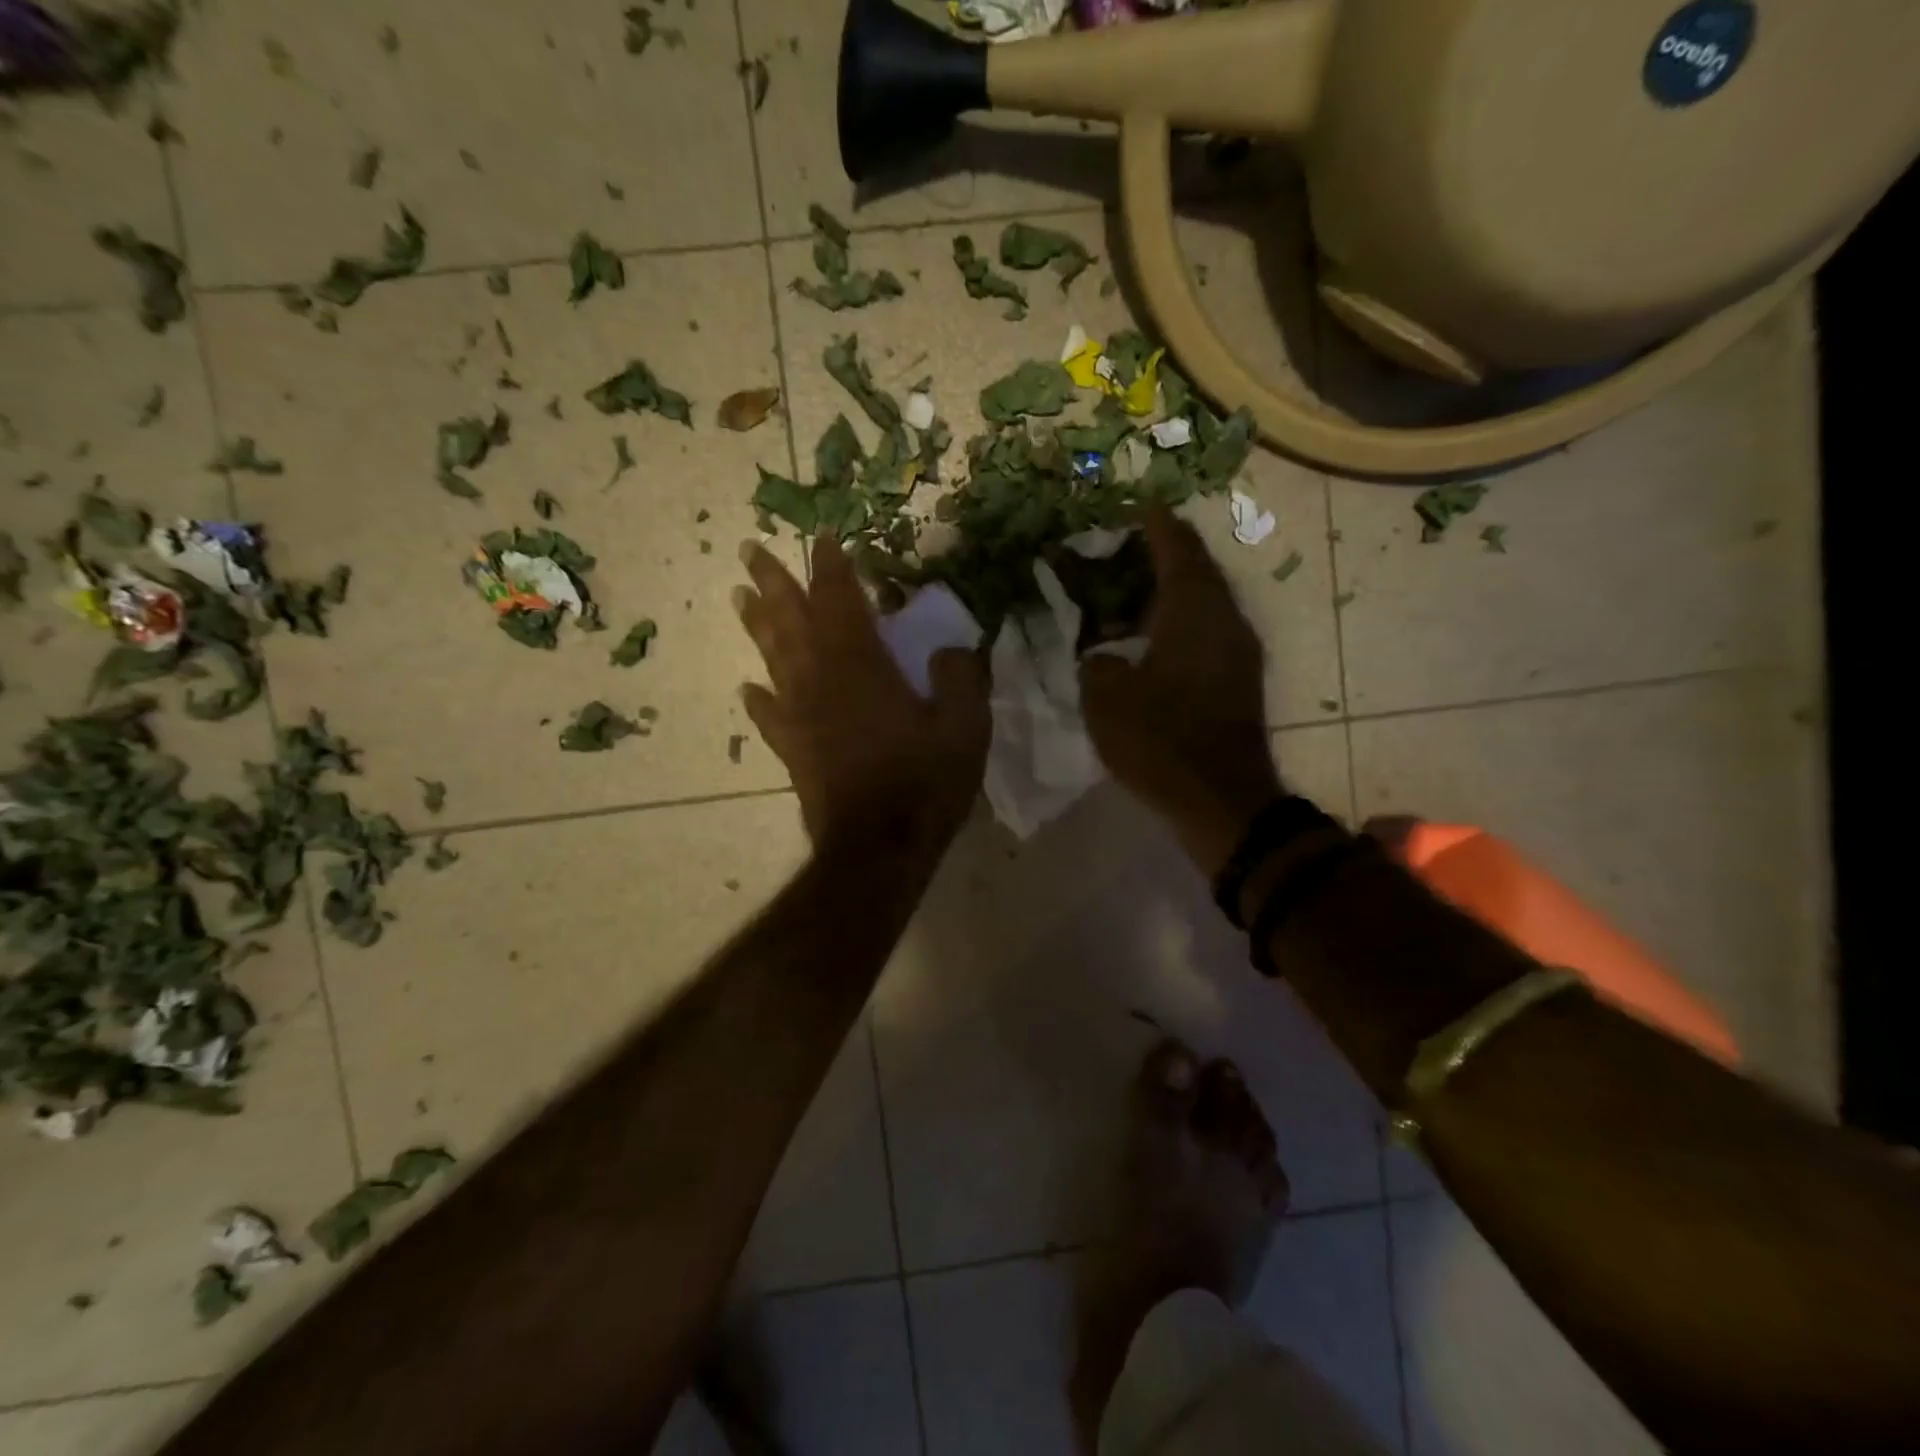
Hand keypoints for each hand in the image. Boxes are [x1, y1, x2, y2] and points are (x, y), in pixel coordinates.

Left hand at [736, 535, 989, 853]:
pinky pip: (769, 715)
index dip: (831, 566)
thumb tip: (948, 649)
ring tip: (738, 596)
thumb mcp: (965, 726)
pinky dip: (758, 699)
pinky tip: (748, 687)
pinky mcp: (793, 751)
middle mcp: (821, 680)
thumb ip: (960, 677)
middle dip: (773, 582)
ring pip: (773, 658)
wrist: (878, 849)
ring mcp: (801, 716)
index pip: (841, 600)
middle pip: (791, 620)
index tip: (821, 537)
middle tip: (749, 550)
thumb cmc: (923, 783)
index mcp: (861, 665)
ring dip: (756, 624)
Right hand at [1080, 509, 1281, 875]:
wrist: (1223, 800)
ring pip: (1205, 601)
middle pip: (1197, 569)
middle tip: (1125, 549)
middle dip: (1164, 553)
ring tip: (1132, 590)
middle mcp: (1224, 619)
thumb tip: (1101, 655)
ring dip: (1172, 589)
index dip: (1154, 524)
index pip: (1176, 548)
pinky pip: (1208, 629)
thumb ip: (1096, 663)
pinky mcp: (1239, 678)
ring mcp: (1238, 649)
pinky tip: (1150, 637)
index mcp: (1193, 611)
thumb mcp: (1106, 700)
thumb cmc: (1161, 741)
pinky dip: (1180, 620)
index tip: (1135, 507)